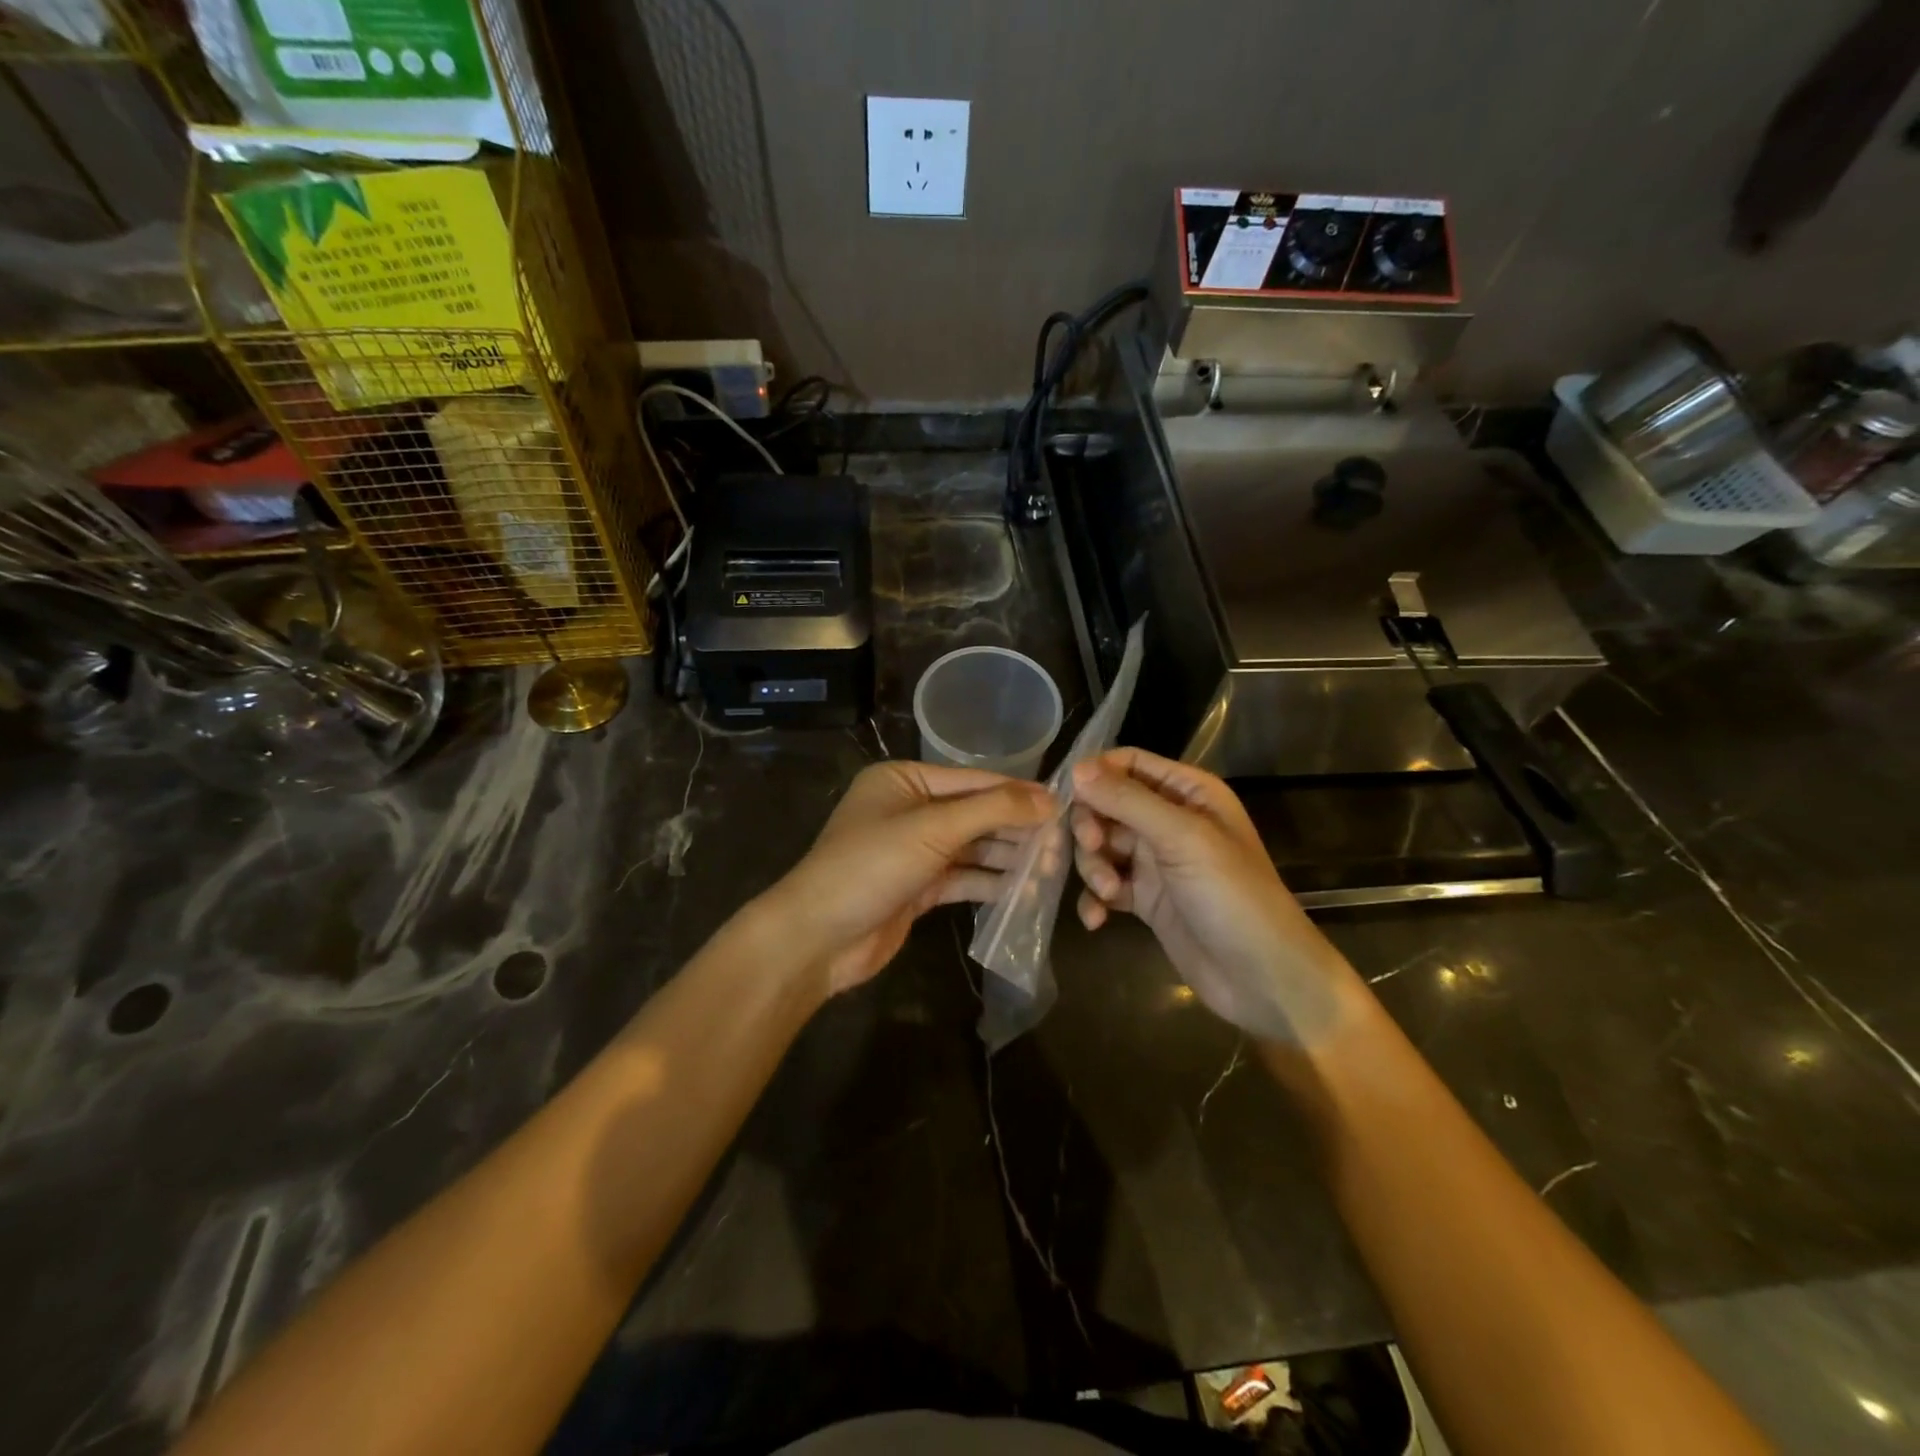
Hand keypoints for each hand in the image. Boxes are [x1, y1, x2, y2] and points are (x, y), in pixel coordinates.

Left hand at [764, 761, 1054, 995]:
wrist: (817, 938)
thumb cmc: (871, 866)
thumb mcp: (933, 829)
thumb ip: (993, 810)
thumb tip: (1049, 798)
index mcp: (904, 779)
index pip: (973, 780)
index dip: (1018, 793)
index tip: (1063, 804)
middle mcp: (909, 809)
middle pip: (975, 814)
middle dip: (1015, 829)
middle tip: (1062, 844)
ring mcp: (912, 850)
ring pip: (971, 848)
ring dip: (1007, 859)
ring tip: (1049, 871)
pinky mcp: (916, 887)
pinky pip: (962, 878)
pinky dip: (989, 884)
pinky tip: (1023, 894)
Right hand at [1071, 748, 1361, 1042]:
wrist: (1262, 979)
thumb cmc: (1232, 896)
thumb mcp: (1182, 839)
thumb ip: (1128, 801)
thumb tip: (1077, 768)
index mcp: (1188, 792)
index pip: (1129, 763)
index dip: (1096, 774)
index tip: (1067, 796)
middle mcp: (1170, 820)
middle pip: (1107, 804)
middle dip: (1091, 826)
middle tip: (1092, 847)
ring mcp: (1156, 861)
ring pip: (1101, 846)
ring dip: (1094, 866)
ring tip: (1107, 892)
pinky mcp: (1146, 899)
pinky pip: (1106, 885)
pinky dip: (1095, 898)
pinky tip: (1097, 918)